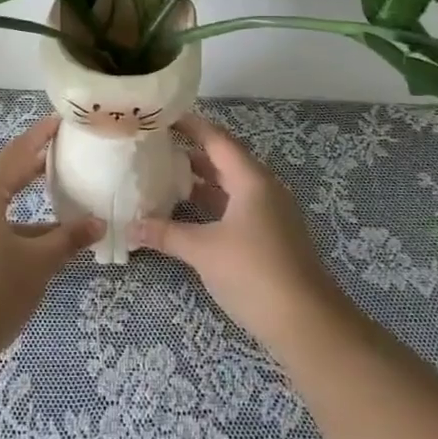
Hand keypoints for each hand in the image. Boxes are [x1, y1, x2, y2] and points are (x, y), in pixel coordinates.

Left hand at [0, 116, 103, 356]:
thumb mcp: (38, 262)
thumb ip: (68, 239)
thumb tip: (97, 224)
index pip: (14, 156)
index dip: (38, 138)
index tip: (58, 122)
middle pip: (2, 180)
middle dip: (31, 170)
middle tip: (60, 158)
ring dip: (24, 209)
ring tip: (57, 210)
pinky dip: (11, 230)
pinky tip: (33, 247)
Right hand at [130, 113, 349, 355]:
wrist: (307, 323)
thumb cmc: (254, 273)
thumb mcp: (204, 250)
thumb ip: (166, 234)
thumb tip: (130, 228)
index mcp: (251, 179)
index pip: (216, 139)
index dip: (190, 125)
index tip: (161, 115)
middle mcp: (263, 188)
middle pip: (223, 160)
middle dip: (190, 152)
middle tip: (154, 146)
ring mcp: (269, 213)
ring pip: (229, 185)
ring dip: (200, 180)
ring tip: (163, 176)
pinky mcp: (270, 236)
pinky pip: (236, 207)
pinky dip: (211, 204)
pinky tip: (187, 213)